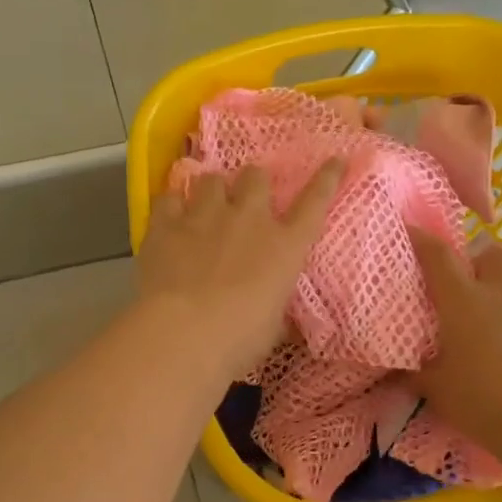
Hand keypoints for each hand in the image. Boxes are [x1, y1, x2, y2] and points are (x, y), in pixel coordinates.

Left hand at [138, 160, 343, 378]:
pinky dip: (172, 204)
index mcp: (285, 246)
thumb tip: (278, 314)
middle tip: (246, 198)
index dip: (326, 179)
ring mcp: (204, 216)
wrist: (182, 334)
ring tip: (205, 205)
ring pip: (211, 179)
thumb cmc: (238, 340)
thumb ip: (274, 307)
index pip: (315, 202)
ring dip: (212, 190)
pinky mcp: (166, 223)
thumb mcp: (271, 328)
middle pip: (256, 177)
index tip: (335, 160)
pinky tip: (170, 216)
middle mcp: (248, 219)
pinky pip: (169, 197)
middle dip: (253, 183)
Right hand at [406, 227, 501, 453]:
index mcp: (463, 302)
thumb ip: (418, 374)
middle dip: (480, 259)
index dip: (423, 240)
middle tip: (470, 284)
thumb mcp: (437, 391)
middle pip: (493, 253)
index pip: (438, 256)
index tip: (412, 231)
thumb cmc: (482, 403)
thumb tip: (399, 371)